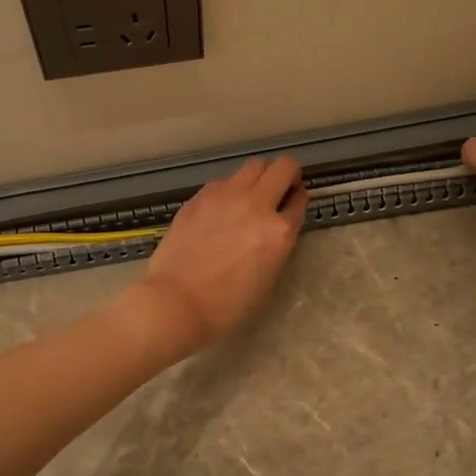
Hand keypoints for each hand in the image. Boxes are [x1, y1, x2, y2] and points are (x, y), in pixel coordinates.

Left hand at [129, 157, 306, 358]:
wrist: (175, 303)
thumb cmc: (226, 309)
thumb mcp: (267, 284)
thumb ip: (277, 250)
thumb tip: (273, 234)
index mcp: (278, 233)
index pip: (300, 201)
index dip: (298, 201)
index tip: (293, 205)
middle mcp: (256, 205)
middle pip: (283, 166)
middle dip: (287, 175)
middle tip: (280, 190)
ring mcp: (225, 196)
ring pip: (253, 165)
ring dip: (259, 177)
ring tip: (250, 196)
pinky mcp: (199, 197)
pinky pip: (223, 181)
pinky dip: (229, 190)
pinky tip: (220, 210)